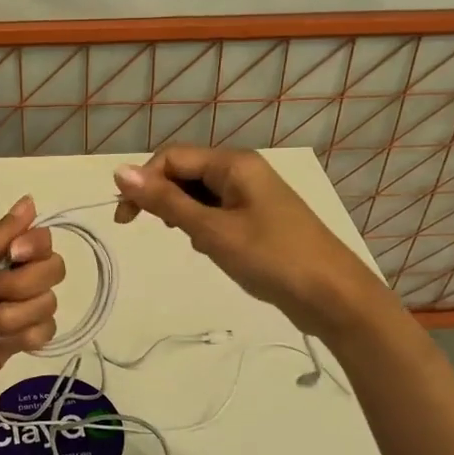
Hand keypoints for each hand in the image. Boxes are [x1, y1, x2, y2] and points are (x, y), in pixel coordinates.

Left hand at [0, 196, 65, 435]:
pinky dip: (22, 338)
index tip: (13, 257)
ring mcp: (11, 311)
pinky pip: (45, 331)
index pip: (38, 238)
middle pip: (51, 269)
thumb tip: (30, 200)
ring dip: (10, 317)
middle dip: (19, 287)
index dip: (32, 248)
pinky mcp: (16, 343)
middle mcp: (3, 276)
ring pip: (47, 303)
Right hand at [114, 146, 373, 332]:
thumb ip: (166, 201)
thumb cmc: (271, 258)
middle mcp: (242, 171)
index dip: (143, 183)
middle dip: (164, 200)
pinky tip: (210, 249)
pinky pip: (217, 211)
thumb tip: (120, 172)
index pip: (171, 158)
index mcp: (233, 164)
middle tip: (160, 233)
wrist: (333, 296)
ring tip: (193, 243)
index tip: (126, 220)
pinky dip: (204, 226)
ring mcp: (252, 195)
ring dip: (184, 215)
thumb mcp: (212, 230)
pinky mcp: (257, 218)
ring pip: (199, 194)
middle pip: (185, 173)